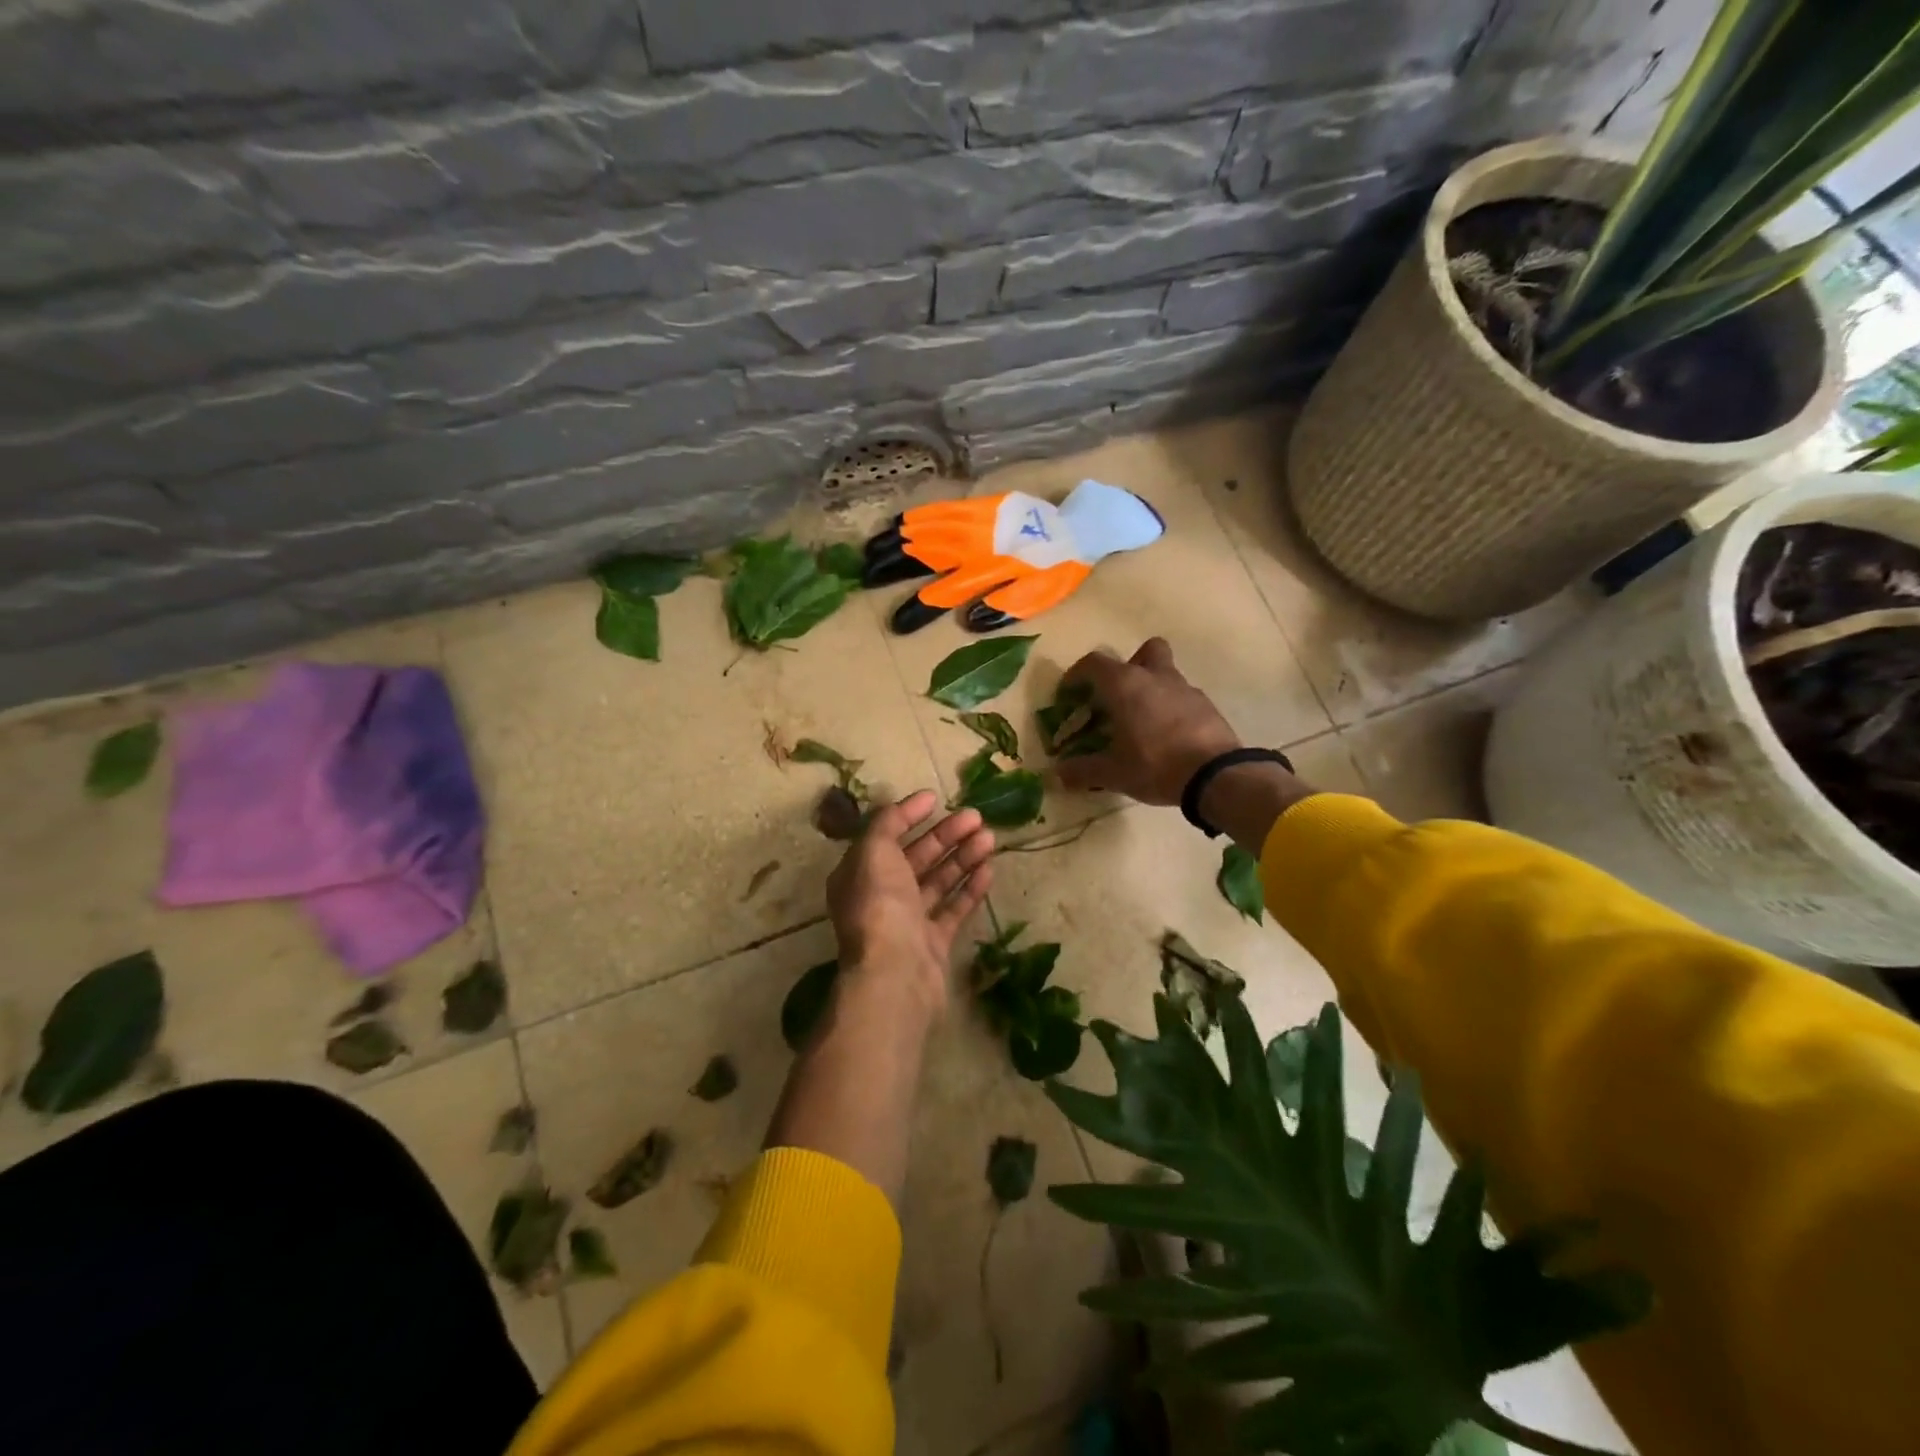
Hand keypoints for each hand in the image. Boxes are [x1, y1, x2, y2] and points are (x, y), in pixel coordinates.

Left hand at [826, 790, 994, 1014]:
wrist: (896, 974)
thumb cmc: (881, 905)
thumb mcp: (874, 851)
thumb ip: (886, 824)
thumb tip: (901, 807)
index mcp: (859, 873)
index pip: (885, 835)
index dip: (908, 814)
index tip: (936, 798)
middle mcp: (881, 896)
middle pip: (916, 857)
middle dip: (945, 835)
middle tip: (976, 816)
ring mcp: (908, 922)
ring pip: (938, 881)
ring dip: (962, 857)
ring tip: (990, 837)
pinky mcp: (933, 943)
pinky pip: (953, 909)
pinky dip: (970, 888)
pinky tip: (989, 870)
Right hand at [1055, 638, 1243, 804]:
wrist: (1216, 775)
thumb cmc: (1155, 764)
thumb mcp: (1113, 773)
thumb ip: (1083, 771)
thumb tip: (1059, 774)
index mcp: (1125, 685)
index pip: (1094, 663)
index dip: (1077, 675)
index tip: (1070, 693)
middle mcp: (1156, 677)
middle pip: (1145, 651)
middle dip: (1130, 666)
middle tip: (1119, 694)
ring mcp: (1185, 689)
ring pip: (1166, 674)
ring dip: (1153, 689)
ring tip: (1143, 722)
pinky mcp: (1207, 706)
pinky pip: (1183, 698)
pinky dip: (1172, 709)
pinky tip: (1168, 736)